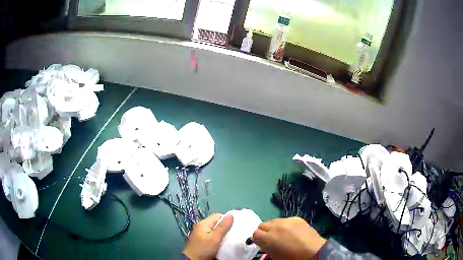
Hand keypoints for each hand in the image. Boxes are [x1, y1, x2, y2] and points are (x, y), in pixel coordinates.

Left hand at [183, 213, 233, 259]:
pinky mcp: (202, 241)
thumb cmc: (204, 249)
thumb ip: (223, 227)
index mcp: (203, 223)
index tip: (235, 226)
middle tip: (234, 233)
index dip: (227, 219)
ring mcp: (201, 234)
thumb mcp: (215, 238)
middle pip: (217, 223)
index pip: (218, 216)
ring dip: (223, 234)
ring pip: (215, 231)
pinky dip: (218, 239)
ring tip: (230, 239)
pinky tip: (223, 243)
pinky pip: (213, 237)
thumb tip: (231, 214)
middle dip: (226, 227)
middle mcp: (202, 227)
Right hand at [253, 217, 325, 259]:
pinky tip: (292, 232)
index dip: (258, 239)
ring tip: (282, 234)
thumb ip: (266, 248)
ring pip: (273, 220)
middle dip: (265, 232)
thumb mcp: (274, 257)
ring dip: (274, 227)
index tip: (262, 244)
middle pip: (262, 225)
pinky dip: (285, 225)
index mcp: (267, 238)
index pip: (255, 234)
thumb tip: (263, 244)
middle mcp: (275, 227)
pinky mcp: (296, 218)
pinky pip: (285, 219)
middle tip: (271, 239)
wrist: (314, 252)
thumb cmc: (292, 258)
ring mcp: (287, 220)